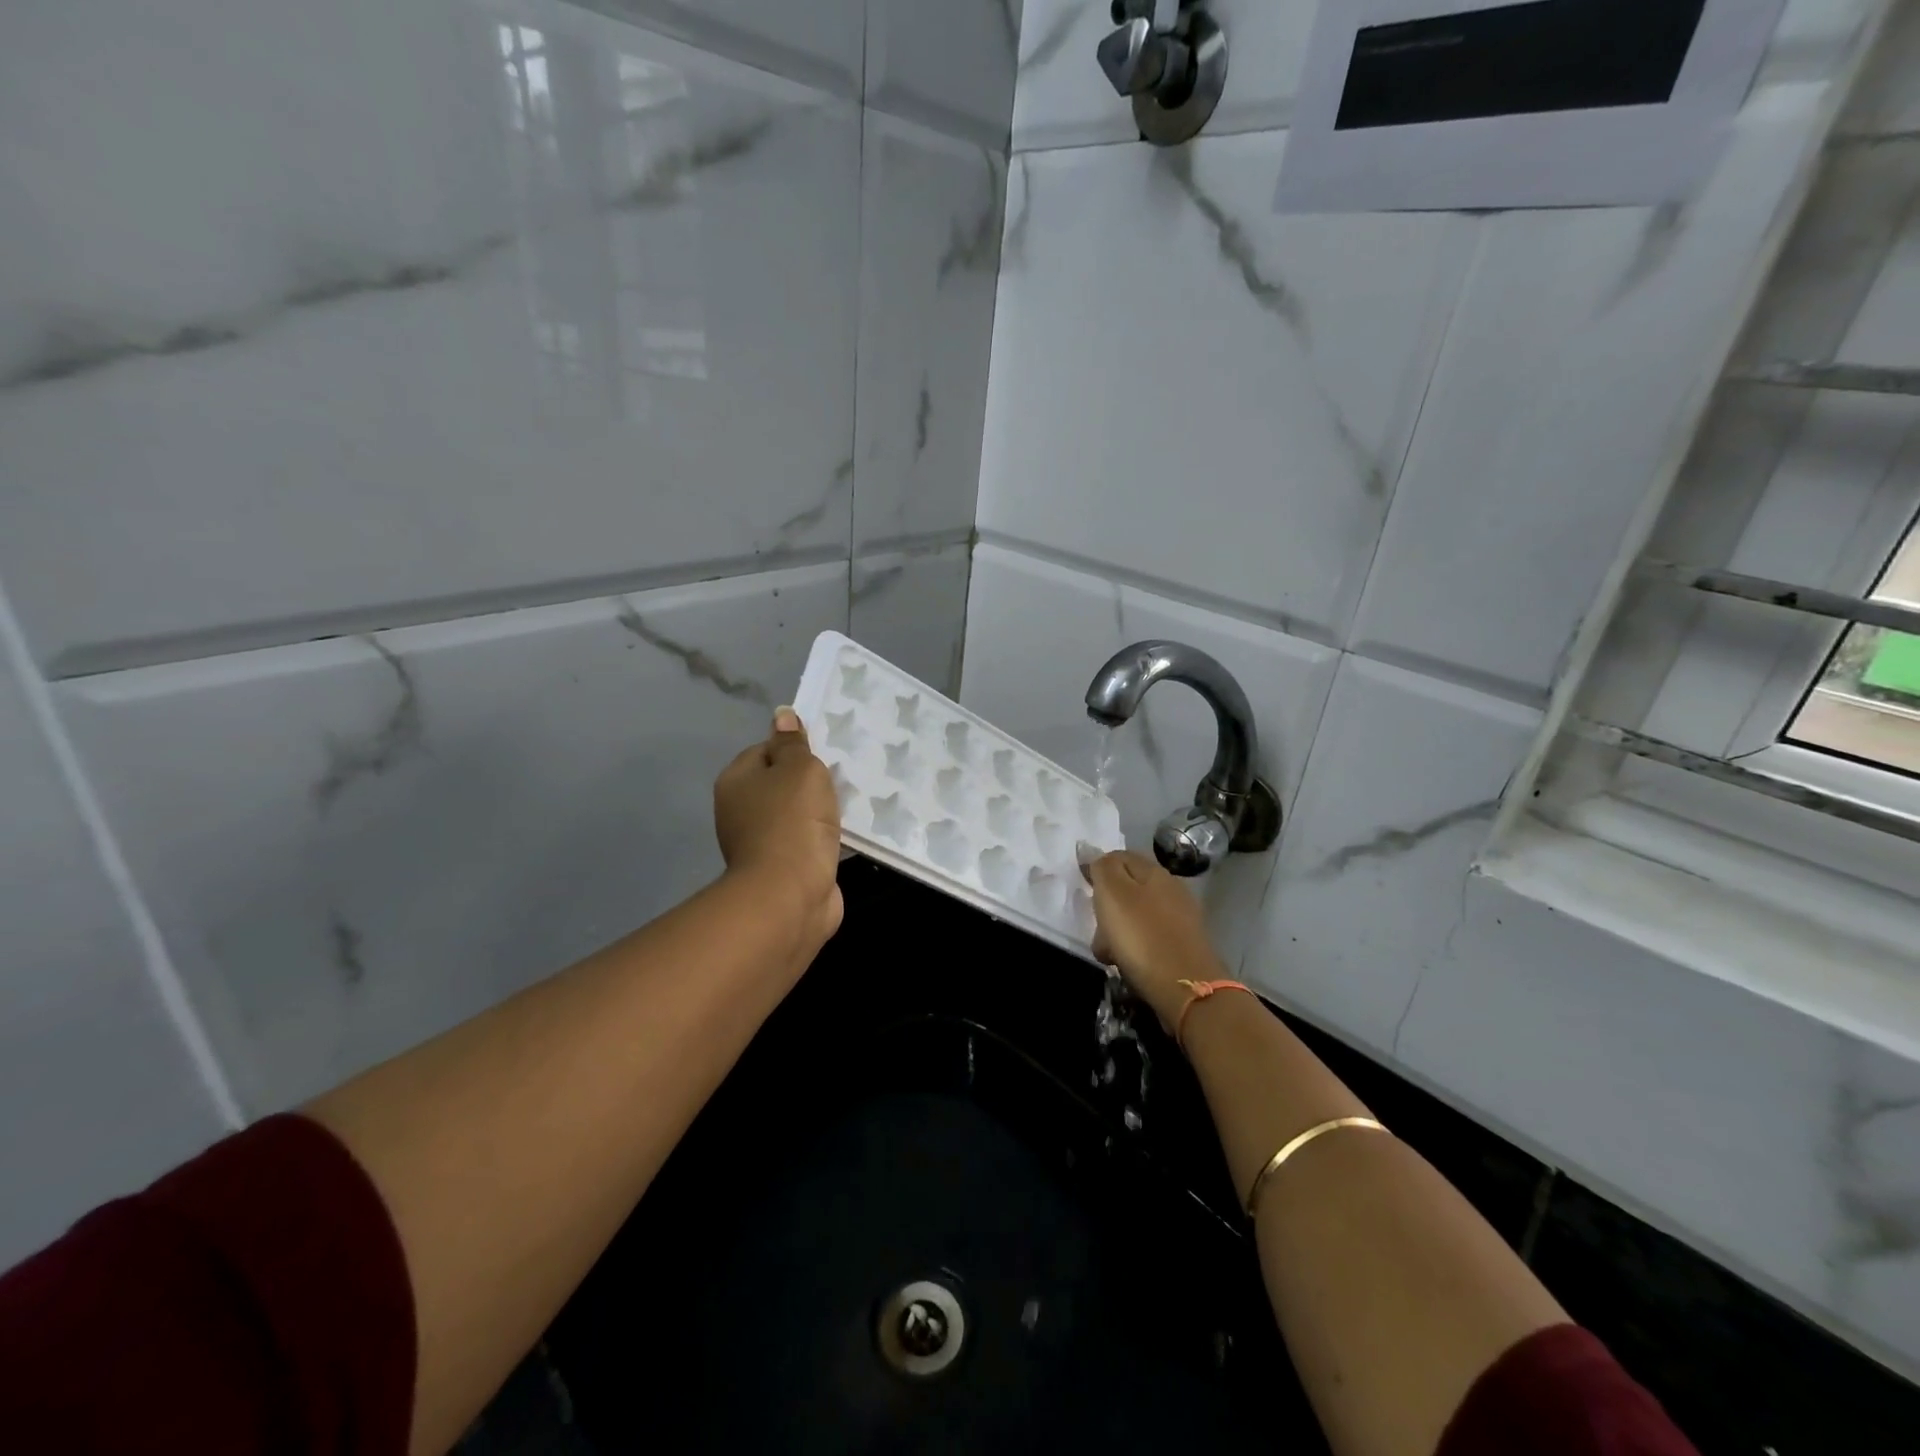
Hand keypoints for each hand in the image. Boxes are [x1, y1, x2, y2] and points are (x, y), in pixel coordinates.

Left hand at [713, 707, 843, 952]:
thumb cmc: (793, 821)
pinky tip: (844, 836)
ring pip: (795, 815)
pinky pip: (806, 842)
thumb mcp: (799, 769)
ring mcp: (759, 843)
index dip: (794, 750)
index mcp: (736, 781)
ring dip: (818, 813)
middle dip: (809, 783)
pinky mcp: (781, 869)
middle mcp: (740, 811)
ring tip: (849, 806)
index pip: (765, 751)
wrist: (790, 895)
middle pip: (779, 784)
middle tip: (841, 778)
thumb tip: (782, 715)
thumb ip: (793, 743)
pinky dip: (822, 839)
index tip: (823, 757)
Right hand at [1084, 850, 1225, 1029]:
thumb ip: (1102, 867)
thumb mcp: (1113, 893)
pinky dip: (1135, 947)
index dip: (1098, 868)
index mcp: (1153, 871)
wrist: (1186, 988)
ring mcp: (1181, 918)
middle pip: (1128, 887)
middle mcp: (1171, 888)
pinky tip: (1129, 963)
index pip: (1119, 856)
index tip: (1083, 888)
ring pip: (1137, 915)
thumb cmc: (1142, 936)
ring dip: (1118, 930)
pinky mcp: (1184, 945)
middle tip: (1096, 925)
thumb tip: (1090, 849)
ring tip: (1109, 952)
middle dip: (1107, 904)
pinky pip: (1149, 937)